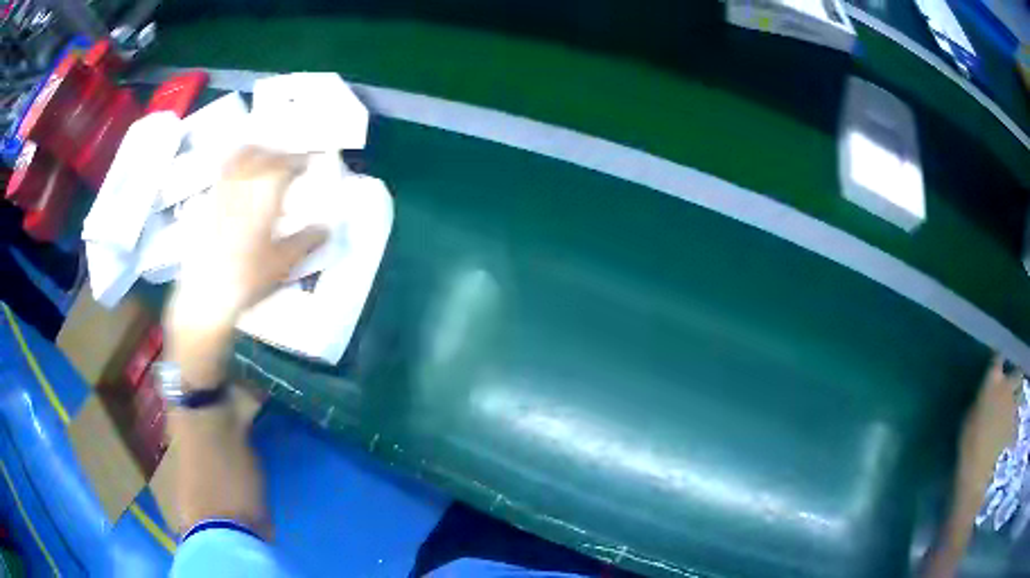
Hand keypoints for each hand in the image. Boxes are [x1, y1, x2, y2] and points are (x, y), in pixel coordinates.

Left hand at [166, 147, 327, 386]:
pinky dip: (235, 166)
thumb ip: (305, 241)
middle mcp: (241, 189)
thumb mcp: (282, 265)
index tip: (310, 162)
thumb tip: (326, 228)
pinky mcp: (206, 204)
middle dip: (278, 153)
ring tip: (265, 161)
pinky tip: (240, 179)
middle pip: (261, 155)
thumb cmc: (247, 281)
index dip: (299, 159)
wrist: (205, 297)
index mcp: (263, 200)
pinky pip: (222, 173)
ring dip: (256, 153)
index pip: (284, 166)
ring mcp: (221, 193)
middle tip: (289, 161)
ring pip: (238, 158)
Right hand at [955, 355, 1020, 500]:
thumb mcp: (969, 416)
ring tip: (1016, 406)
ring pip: (1020, 396)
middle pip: (1017, 373)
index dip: (998, 358)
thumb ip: (981, 398)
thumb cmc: (968, 441)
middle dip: (1016, 377)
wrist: (975, 470)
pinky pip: (1016, 425)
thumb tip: (986, 389)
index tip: (998, 359)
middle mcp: (1007, 386)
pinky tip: (1013, 435)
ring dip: (1019, 399)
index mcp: (993, 380)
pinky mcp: (1013, 427)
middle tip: (1013, 382)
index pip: (998, 358)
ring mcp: (1012, 407)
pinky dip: (1015, 429)